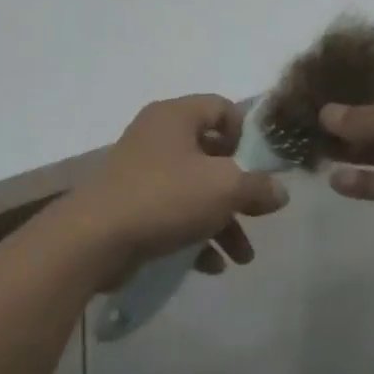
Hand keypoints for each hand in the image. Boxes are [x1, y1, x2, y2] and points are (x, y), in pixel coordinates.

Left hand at [60, 95, 287, 283]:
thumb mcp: (224, 188)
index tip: (260, 166)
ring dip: (223, 223)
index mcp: (175, 117)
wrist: (95, 239)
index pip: (220, 107)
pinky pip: (173, 215)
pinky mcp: (132, 206)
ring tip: (242, 257)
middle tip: (259, 216)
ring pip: (195, 191)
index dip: (246, 134)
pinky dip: (194, 236)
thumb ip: (258, 186)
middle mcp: (157, 137)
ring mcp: (141, 173)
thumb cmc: (165, 197)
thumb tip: (278, 192)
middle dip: (239, 192)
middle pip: (211, 156)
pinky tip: (210, 266)